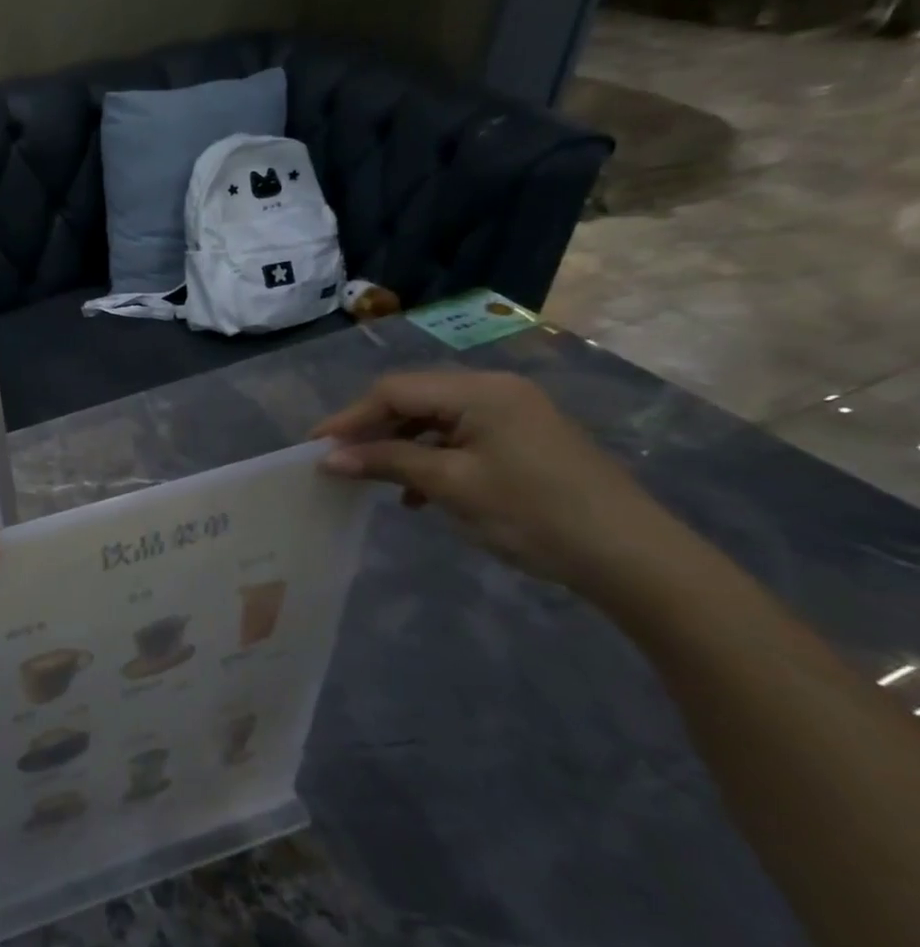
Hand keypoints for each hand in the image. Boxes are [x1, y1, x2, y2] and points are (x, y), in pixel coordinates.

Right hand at [312, 370, 684, 597]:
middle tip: (338, 462)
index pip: (395, 392)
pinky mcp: (523, 438)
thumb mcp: (451, 486)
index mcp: (480, 391)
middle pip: (413, 399)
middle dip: (372, 430)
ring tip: (373, 479)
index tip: (315, 448)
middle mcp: (495, 390)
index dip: (350, 418)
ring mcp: (514, 413)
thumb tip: (329, 458)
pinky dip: (430, 456)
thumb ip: (387, 462)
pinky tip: (419, 492)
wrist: (631, 557)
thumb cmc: (533, 514)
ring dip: (399, 446)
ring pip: (434, 419)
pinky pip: (460, 436)